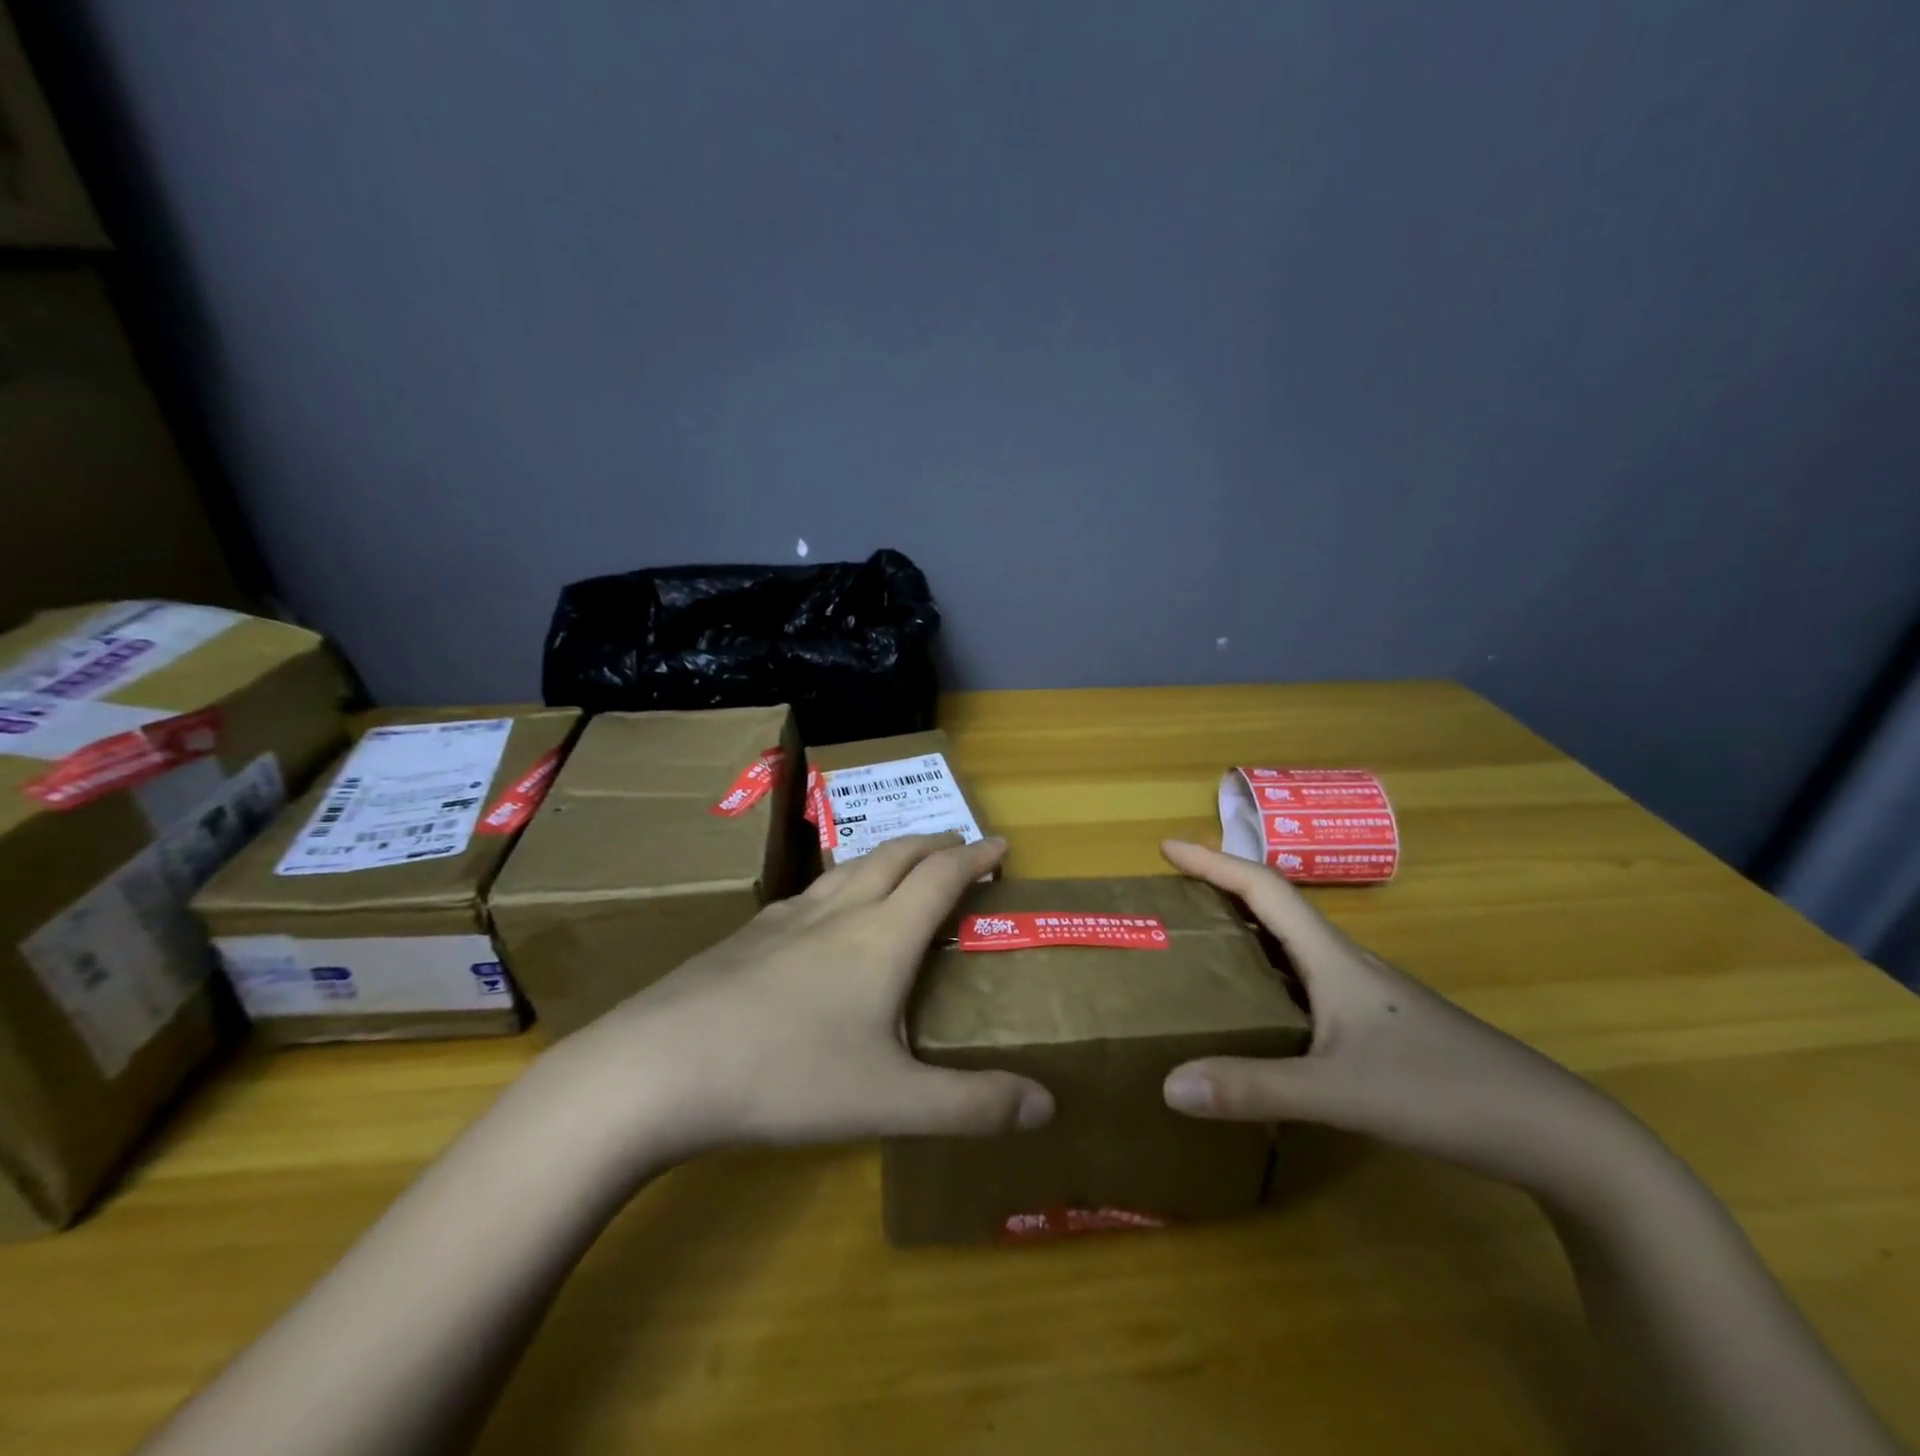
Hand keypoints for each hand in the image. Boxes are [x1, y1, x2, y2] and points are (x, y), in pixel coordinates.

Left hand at [551, 833, 1054, 1160]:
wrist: (660, 1066)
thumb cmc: (787, 1077)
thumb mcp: (891, 1101)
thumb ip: (972, 1106)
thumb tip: (1049, 1105)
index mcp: (882, 936)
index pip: (942, 876)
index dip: (976, 857)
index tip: (1000, 847)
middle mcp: (840, 911)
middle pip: (896, 855)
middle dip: (935, 844)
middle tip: (959, 847)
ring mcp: (788, 917)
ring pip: (851, 866)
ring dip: (888, 856)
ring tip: (903, 865)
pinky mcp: (748, 934)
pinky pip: (811, 891)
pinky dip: (841, 883)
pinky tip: (826, 912)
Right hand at [1158, 840, 1635, 1196]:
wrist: (1553, 1133)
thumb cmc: (1445, 1092)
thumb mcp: (1340, 1093)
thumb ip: (1254, 1088)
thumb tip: (1168, 1084)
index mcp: (1333, 959)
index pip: (1264, 888)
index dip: (1213, 862)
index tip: (1167, 848)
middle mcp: (1346, 964)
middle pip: (1275, 907)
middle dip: (1220, 889)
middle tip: (1172, 896)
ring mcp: (1366, 995)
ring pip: (1292, 945)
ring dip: (1244, 930)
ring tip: (1199, 944)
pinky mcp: (1378, 1025)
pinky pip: (1305, 980)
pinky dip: (1267, 973)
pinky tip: (1257, 1009)